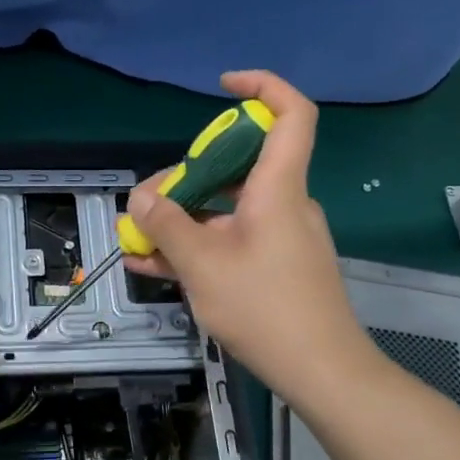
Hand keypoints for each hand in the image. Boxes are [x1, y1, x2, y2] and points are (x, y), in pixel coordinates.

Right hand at [124, 70, 382, 409]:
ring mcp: (280, 236)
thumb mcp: (202, 265)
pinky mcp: (275, 264)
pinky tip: (153, 264)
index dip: (262, 86)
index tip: (223, 86)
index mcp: (277, 189)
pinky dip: (196, 244)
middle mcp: (283, 203)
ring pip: (226, 208)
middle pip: (237, 165)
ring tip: (138, 238)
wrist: (322, 372)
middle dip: (186, 175)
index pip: (290, 114)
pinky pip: (231, 239)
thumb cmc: (265, 308)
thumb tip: (141, 198)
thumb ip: (166, 225)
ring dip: (182, 217)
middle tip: (147, 203)